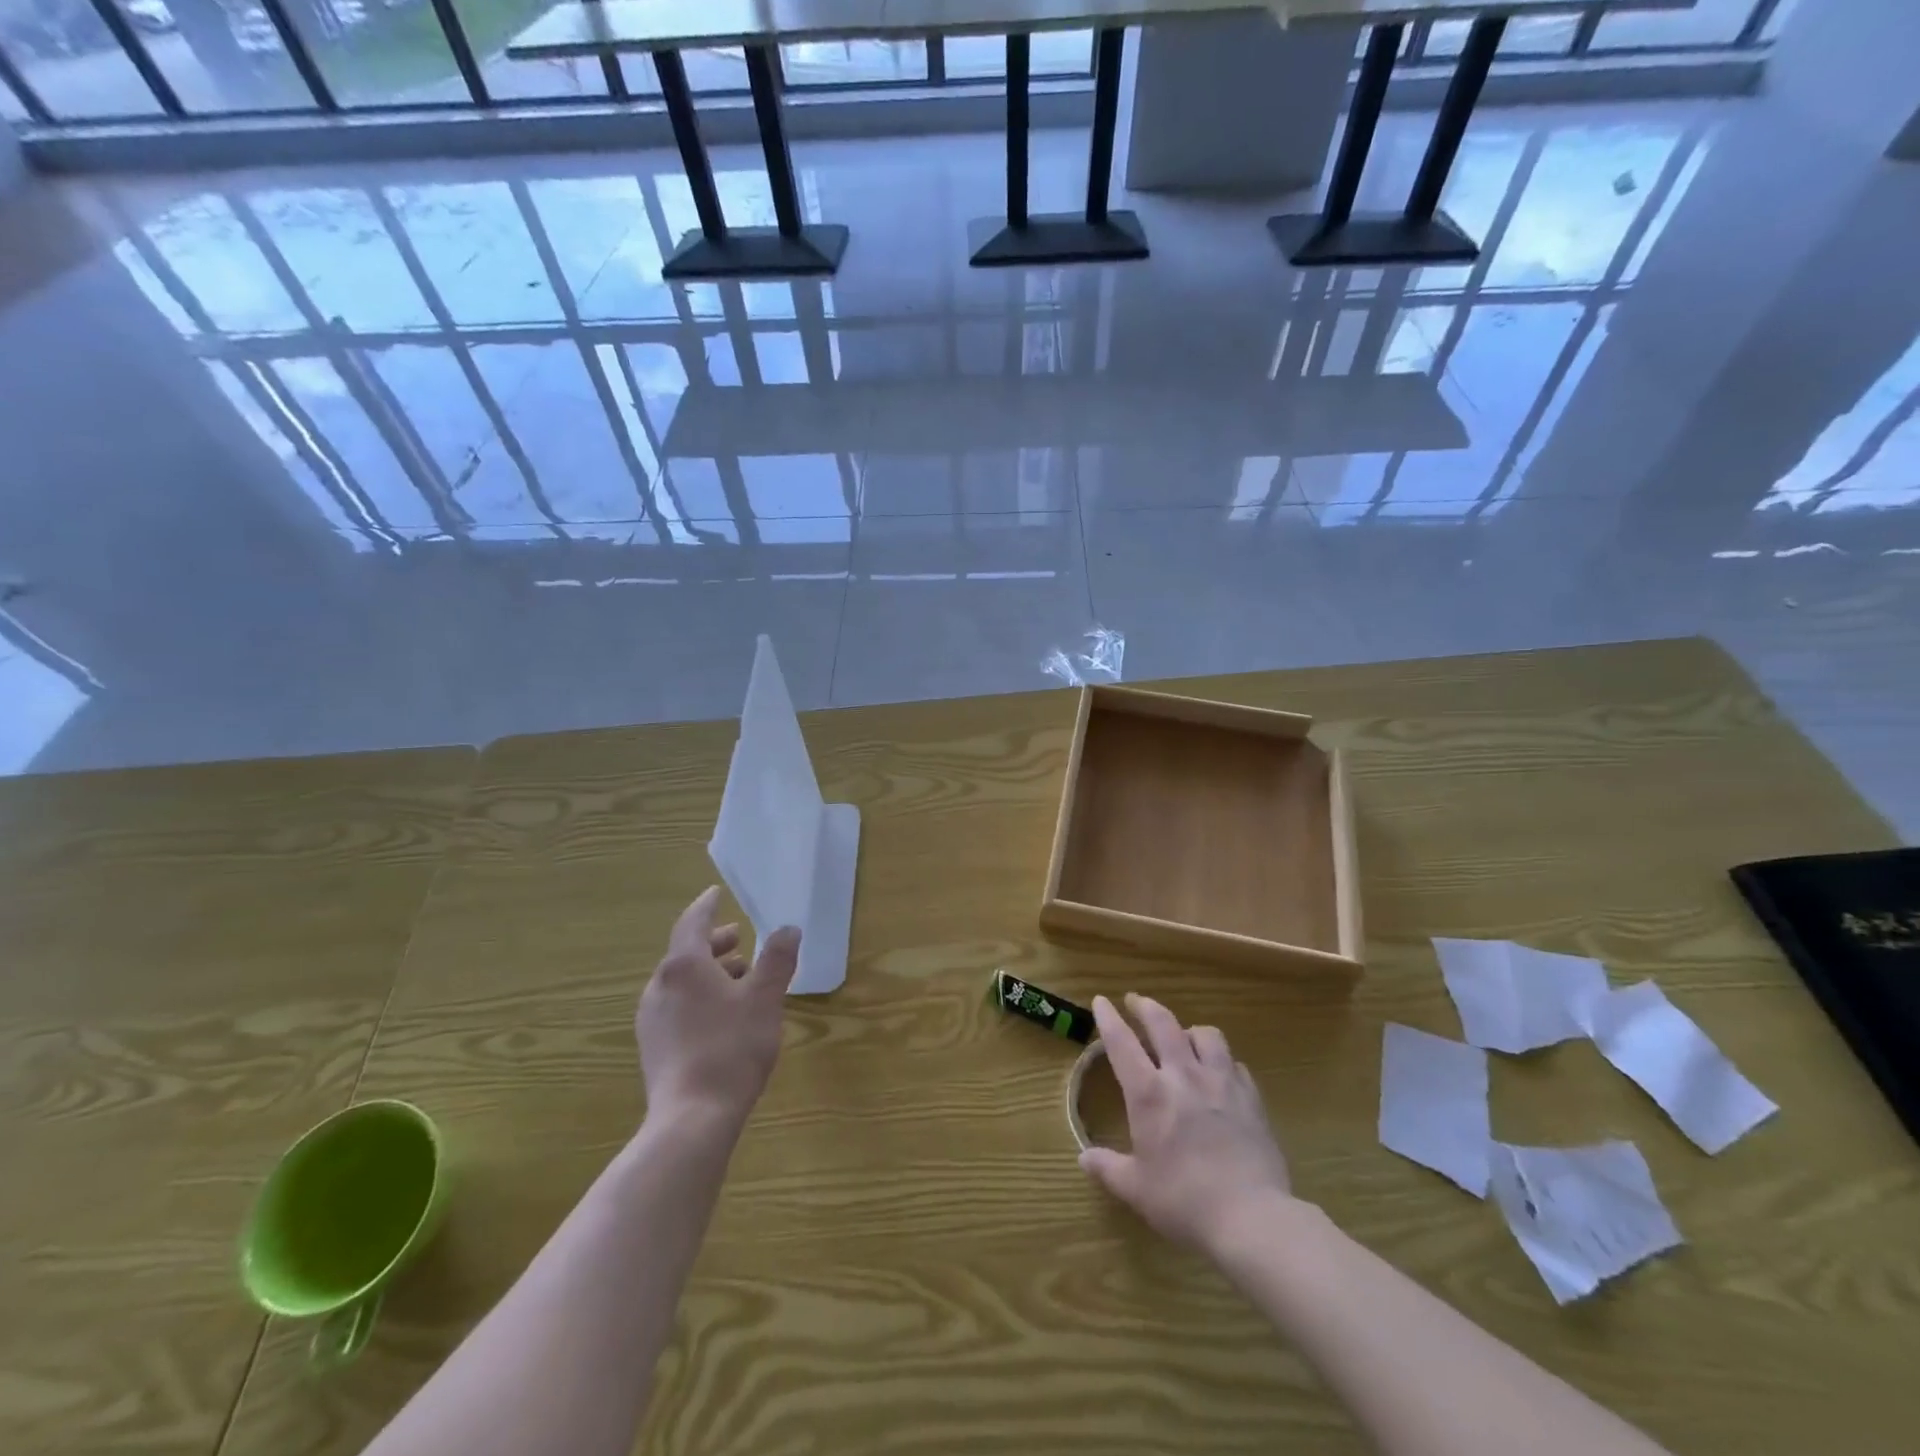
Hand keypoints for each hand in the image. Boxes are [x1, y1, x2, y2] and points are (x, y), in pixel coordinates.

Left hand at [636, 886, 799, 1129]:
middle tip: (739, 938)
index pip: (693, 922)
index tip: (716, 893)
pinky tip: (722, 1014)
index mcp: (683, 966)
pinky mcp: (653, 1046)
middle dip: (714, 943)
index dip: (707, 906)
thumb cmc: (731, 1047)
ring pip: (681, 981)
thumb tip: (788, 929)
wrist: (692, 1118)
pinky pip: (676, 1005)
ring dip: (709, 972)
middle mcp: (660, 986)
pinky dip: (699, 996)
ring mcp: (651, 1018)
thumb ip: (777, 960)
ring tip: (739, 977)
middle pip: (685, 953)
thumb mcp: (765, 998)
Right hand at [1080, 993, 1293, 1253]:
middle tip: (1135, 1001)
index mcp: (1149, 1093)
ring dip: (1189, 1029)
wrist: (1252, 1216)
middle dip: (1146, 1006)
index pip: (1122, 1042)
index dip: (1108, 1018)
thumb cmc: (1185, 1201)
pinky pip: (1234, 1063)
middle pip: (1163, 1023)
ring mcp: (1221, 1082)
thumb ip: (1108, 1168)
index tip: (1101, 1001)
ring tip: (1183, 1037)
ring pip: (1206, 1034)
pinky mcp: (1250, 1097)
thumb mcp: (1137, 1189)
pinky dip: (1221, 1061)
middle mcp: (1183, 1075)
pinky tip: (1219, 1073)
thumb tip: (1084, 1157)